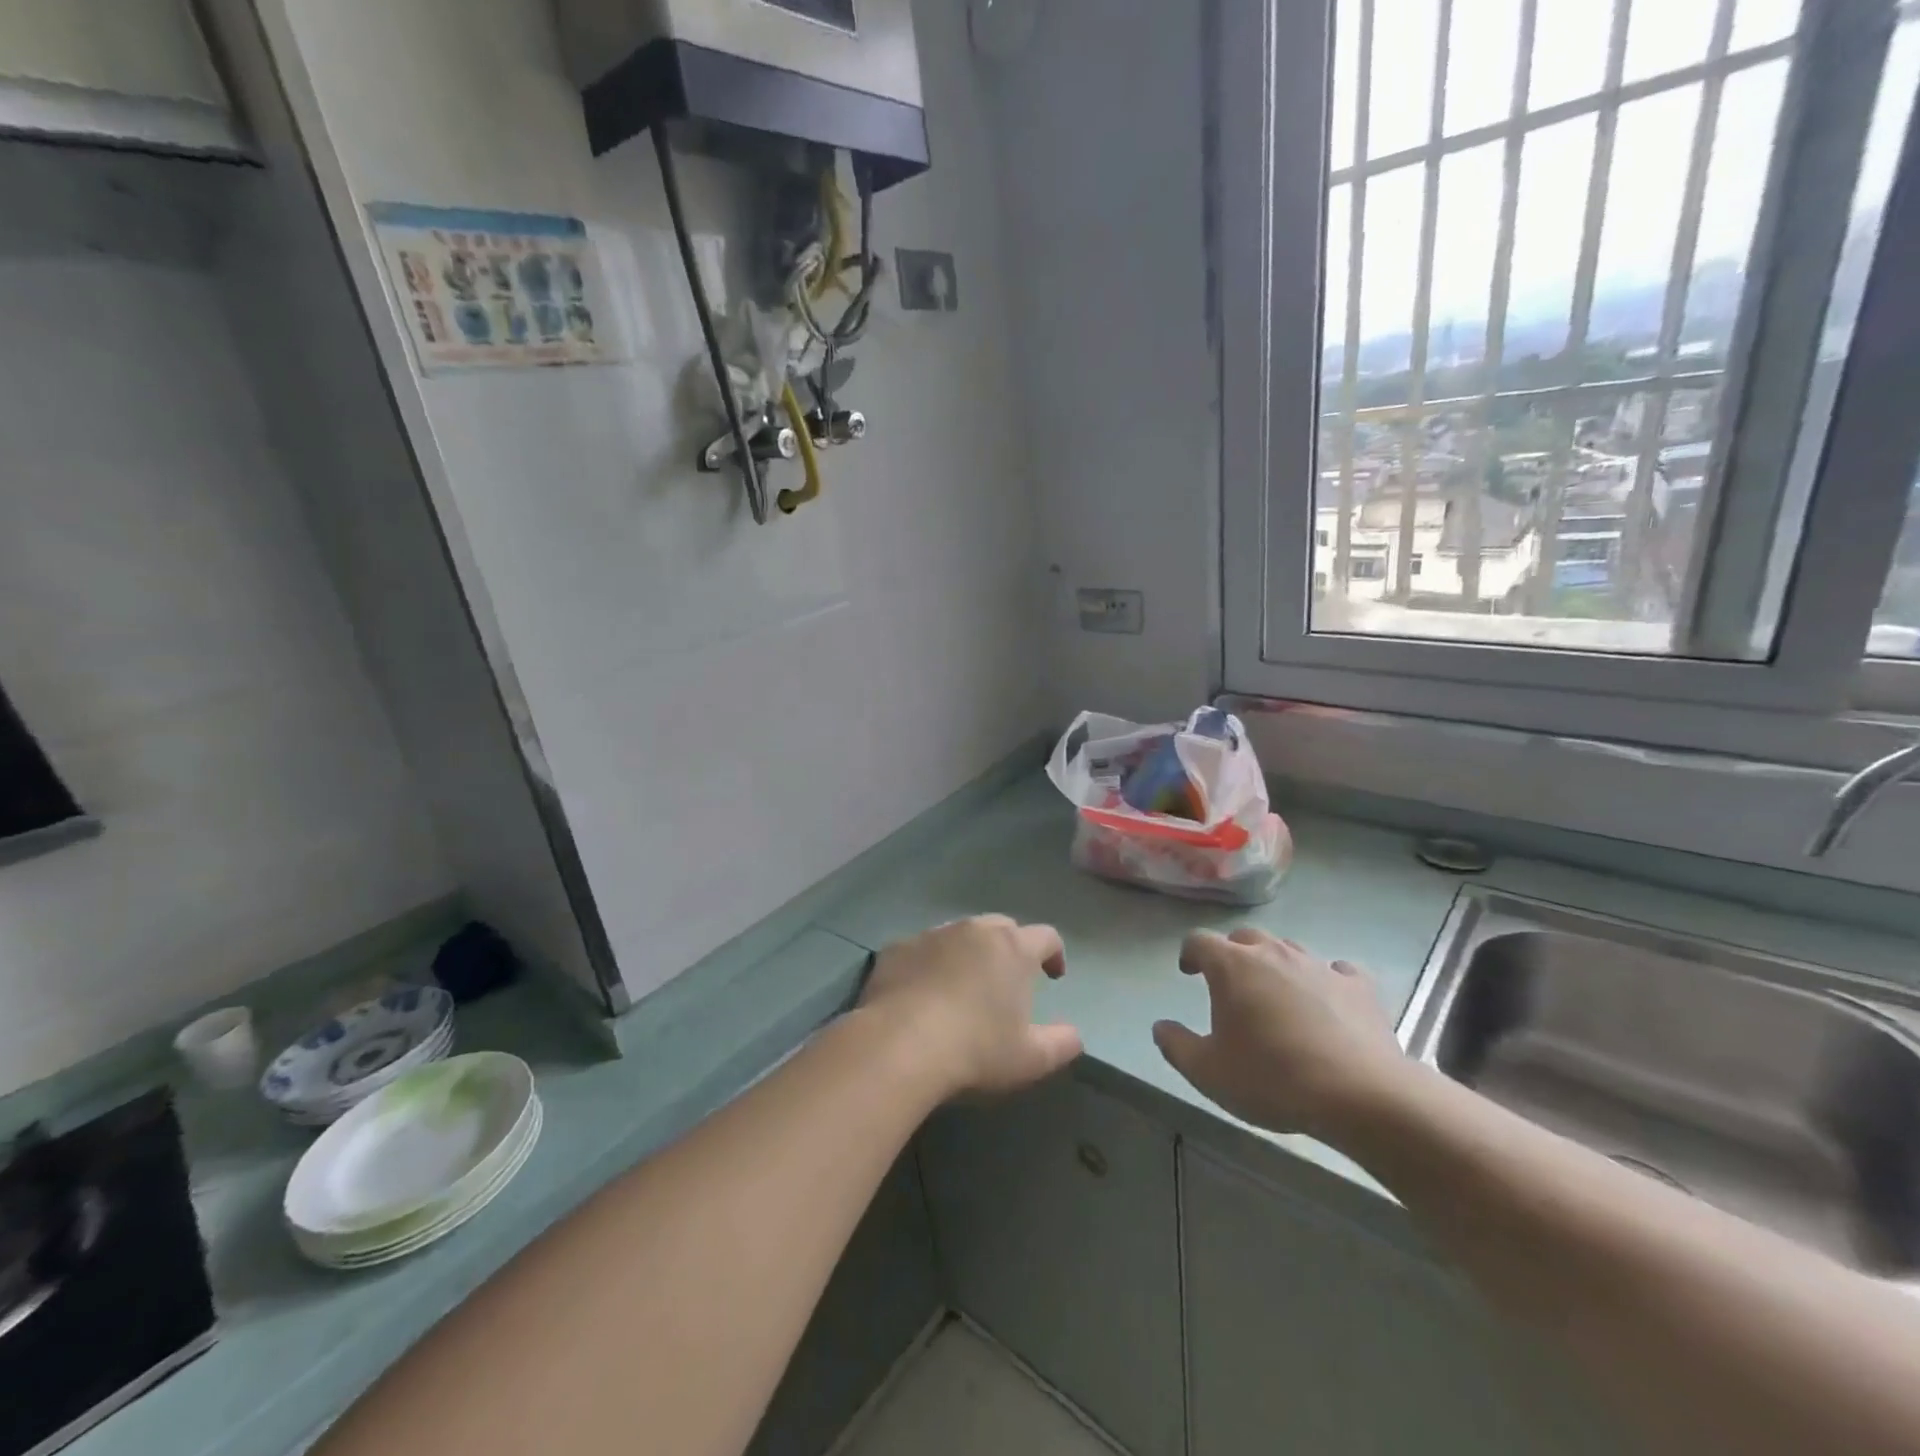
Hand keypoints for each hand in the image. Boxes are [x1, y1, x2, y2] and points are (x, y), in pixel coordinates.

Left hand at [859, 916, 1082, 1099]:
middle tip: (1008, 980)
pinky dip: (929, 964)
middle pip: (1001, 927)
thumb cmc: (976, 1049)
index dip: (1054, 954)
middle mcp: (974, 930)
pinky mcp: (896, 948)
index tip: (1053, 976)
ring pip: (959, 935)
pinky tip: (922, 994)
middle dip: (1010, 948)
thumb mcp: (1031, 1059)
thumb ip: (1062, 1043)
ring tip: (963, 986)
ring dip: (968, 953)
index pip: (1046, 936)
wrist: (899, 1045)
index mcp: (1013, 948)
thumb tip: (1075, 1035)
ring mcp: (932, 935)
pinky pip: (921, 950)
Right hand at [1152, 928, 1411, 1139]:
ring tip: (1277, 995)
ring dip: (1276, 965)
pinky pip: (1336, 971)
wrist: (1360, 1095)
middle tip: (1231, 985)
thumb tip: (1160, 1027)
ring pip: (1289, 950)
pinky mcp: (1358, 986)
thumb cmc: (1272, 1078)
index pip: (1199, 940)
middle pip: (1245, 937)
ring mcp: (1318, 965)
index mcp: (1232, 966)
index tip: (1189, 973)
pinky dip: (1326, 980)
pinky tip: (1328, 1000)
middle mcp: (1273, 953)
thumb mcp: (1208, 1072)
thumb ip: (1176, 1045)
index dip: (1190, 953)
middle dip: (1233, 954)